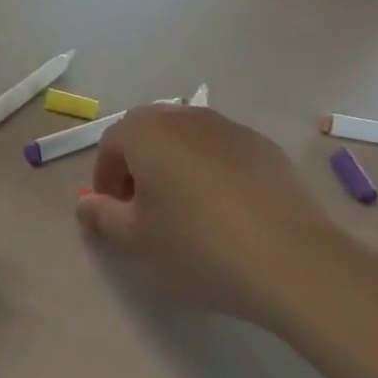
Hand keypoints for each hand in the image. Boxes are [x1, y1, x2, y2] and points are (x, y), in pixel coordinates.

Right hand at [75, 104, 344, 329]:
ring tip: (184, 209)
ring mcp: (229, 128)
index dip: (104, 178)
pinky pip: (222, 151)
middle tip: (142, 208)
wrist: (292, 260)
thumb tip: (85, 204)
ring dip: (174, 164)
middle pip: (147, 132)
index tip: (112, 213)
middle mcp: (185, 118)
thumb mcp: (137, 239)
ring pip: (186, 139)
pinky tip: (225, 210)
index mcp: (147, 132)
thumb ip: (102, 216)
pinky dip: (211, 171)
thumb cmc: (198, 246)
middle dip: (137, 165)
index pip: (110, 143)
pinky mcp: (264, 147)